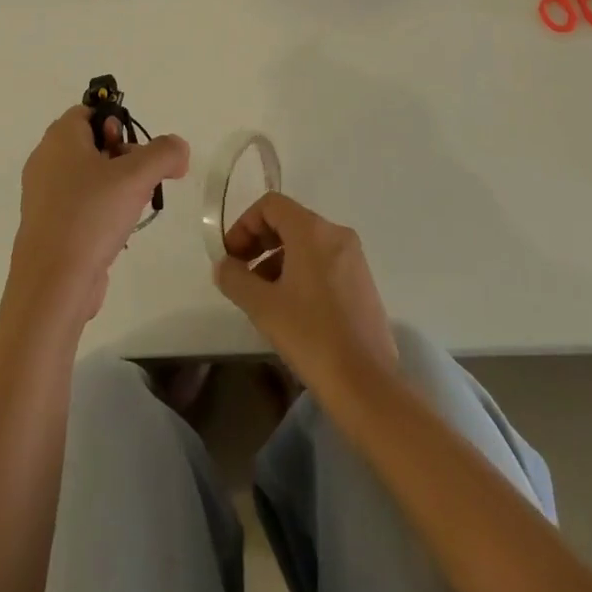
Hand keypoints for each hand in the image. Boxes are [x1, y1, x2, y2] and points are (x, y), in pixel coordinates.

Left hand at [4, 105, 189, 328]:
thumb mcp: (136, 176)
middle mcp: (45, 161)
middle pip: (91, 143)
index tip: (136, 149)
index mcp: (59, 138)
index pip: (89, 112)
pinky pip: (79, 205)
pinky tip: (117, 231)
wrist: (53, 284)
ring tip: (133, 207)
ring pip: (87, 176)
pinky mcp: (48, 226)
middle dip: (122, 157)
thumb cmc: (91, 216)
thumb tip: (179, 149)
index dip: (116, 122)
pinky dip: (100, 211)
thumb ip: (164, 153)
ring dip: (115, 186)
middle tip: (141, 179)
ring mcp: (43, 196)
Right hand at [214, 192, 397, 395]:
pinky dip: (299, 272)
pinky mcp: (362, 283)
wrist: (367, 386)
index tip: (231, 256)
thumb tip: (224, 266)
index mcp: (313, 231)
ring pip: (306, 244)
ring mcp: (354, 259)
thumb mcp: (263, 306)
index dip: (244, 224)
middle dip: (259, 242)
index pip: (271, 205)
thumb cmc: (311, 336)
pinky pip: (323, 262)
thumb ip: (236, 278)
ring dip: (277, 260)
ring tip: (262, 296)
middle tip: (240, 274)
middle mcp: (336, 235)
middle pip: (288, 221)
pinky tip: (290, 308)